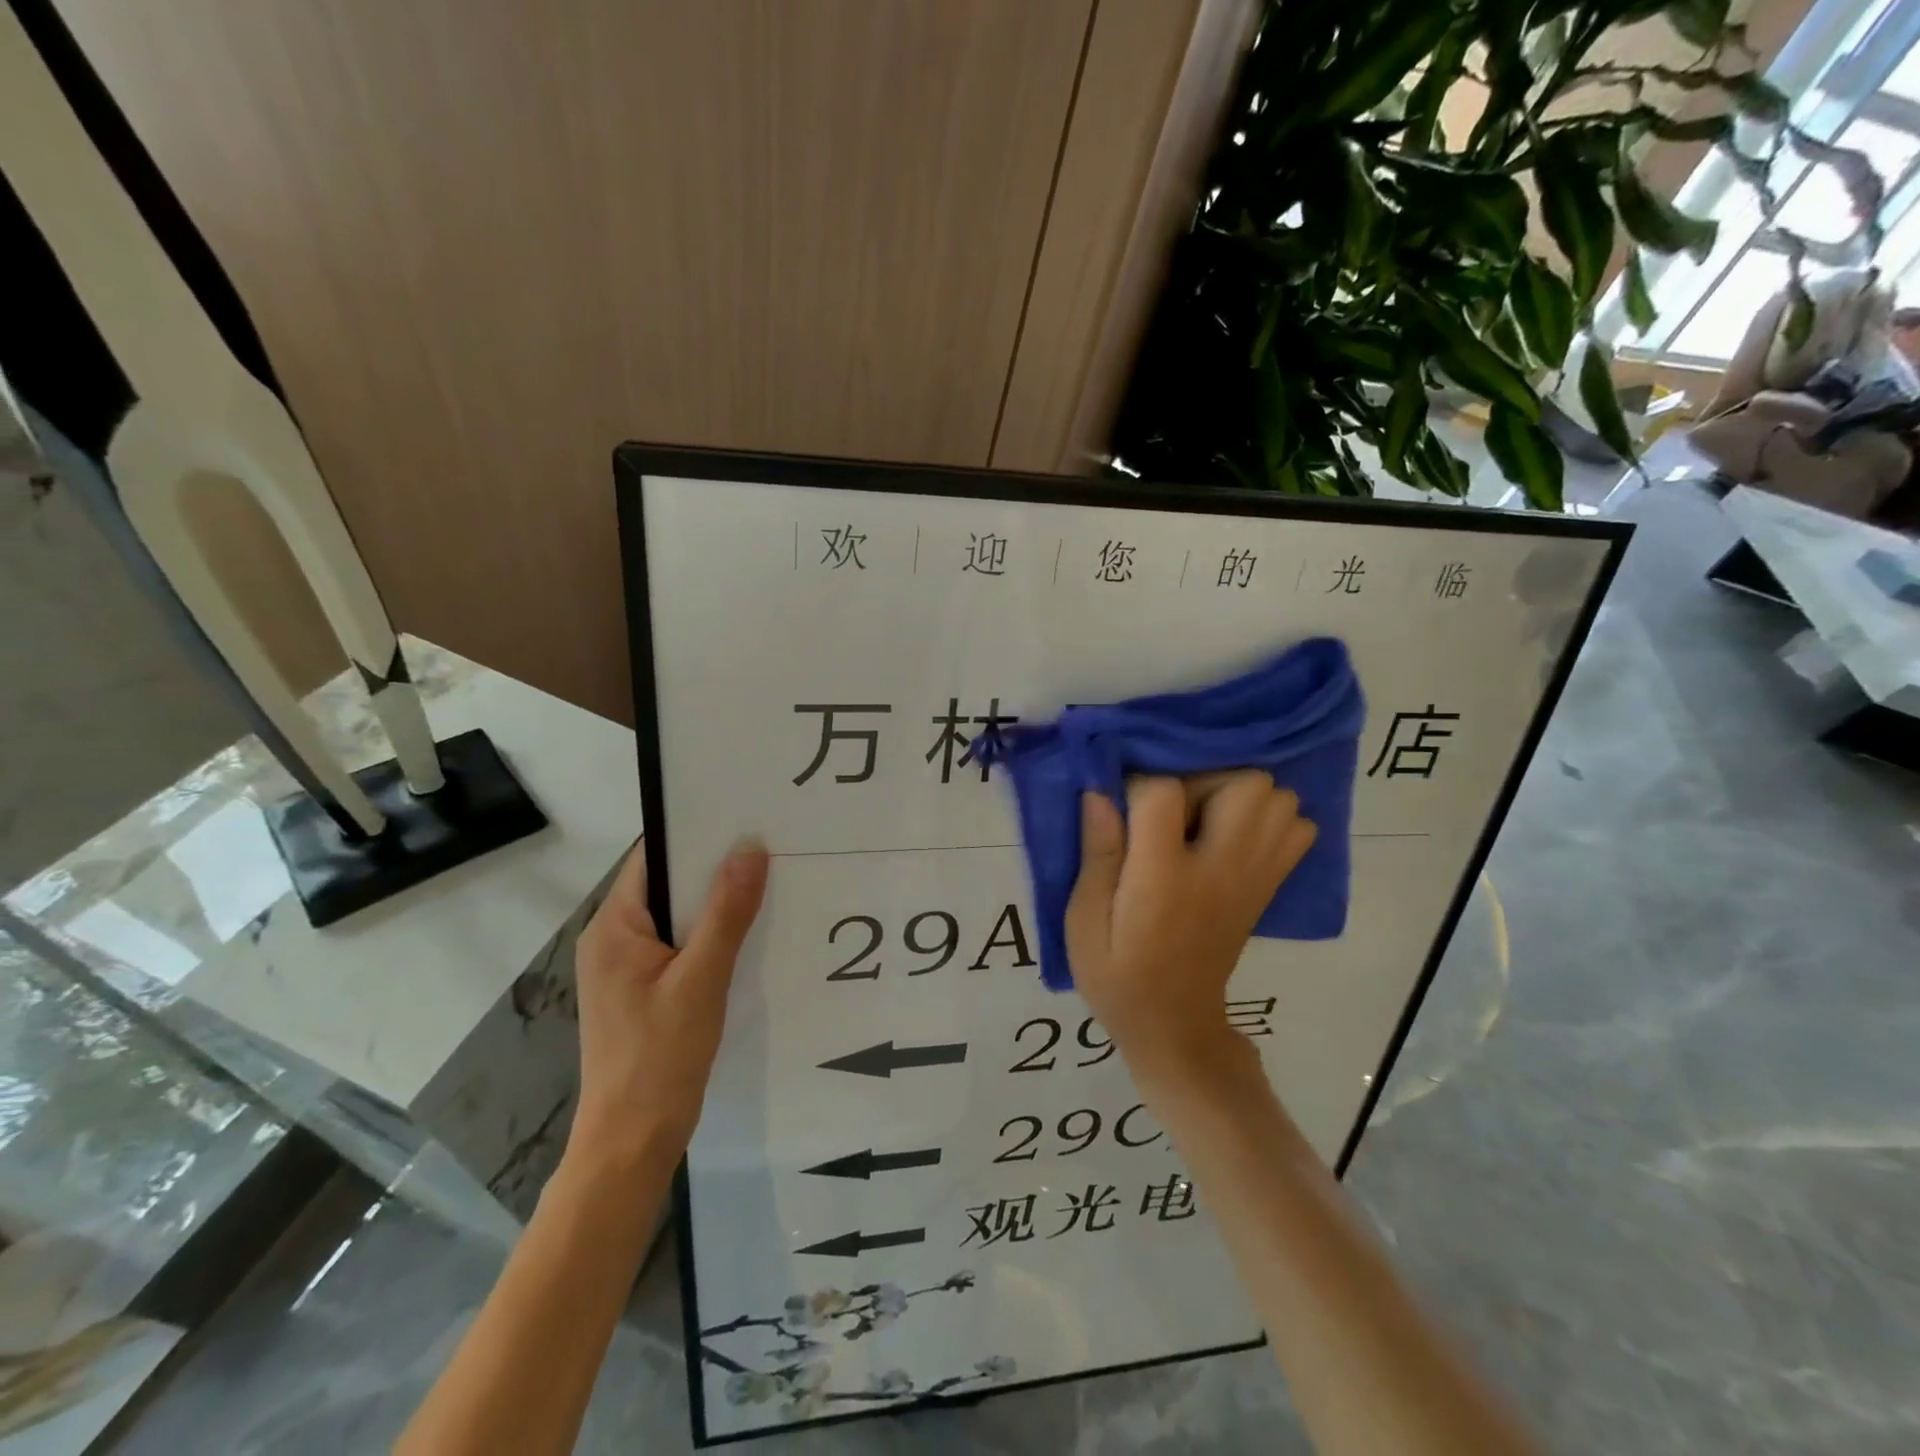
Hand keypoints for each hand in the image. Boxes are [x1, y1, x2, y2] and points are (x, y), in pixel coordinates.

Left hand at [568, 838, 768, 1163]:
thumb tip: (750, 848)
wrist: (632, 1139)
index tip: (743, 818)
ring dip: (715, 903)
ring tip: (766, 882)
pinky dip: (709, 935)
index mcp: (613, 927)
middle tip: (768, 847)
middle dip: (713, 868)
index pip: (653, 858)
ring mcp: (625, 967)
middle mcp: (611, 939)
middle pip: (666, 885)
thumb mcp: (701, 979)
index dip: (696, 834)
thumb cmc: (661, 1056)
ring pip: (675, 917)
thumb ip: (726, 912)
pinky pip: (678, 944)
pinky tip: (747, 933)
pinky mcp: (641, 990)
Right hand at [1065, 774, 1315, 1087]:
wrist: (1174, 1025)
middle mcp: (1221, 869)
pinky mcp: (1268, 886)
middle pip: (1245, 783)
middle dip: (1203, 778)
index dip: (1136, 783)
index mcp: (1164, 878)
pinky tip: (1231, 834)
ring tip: (1200, 819)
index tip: (1118, 805)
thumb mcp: (1084, 920)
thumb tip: (1100, 791)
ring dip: (1237, 793)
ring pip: (1277, 798)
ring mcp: (1254, 877)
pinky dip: (1269, 817)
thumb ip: (1097, 853)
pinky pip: (1296, 828)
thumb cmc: (1116, 973)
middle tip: (1170, 810)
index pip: (1164, 793)